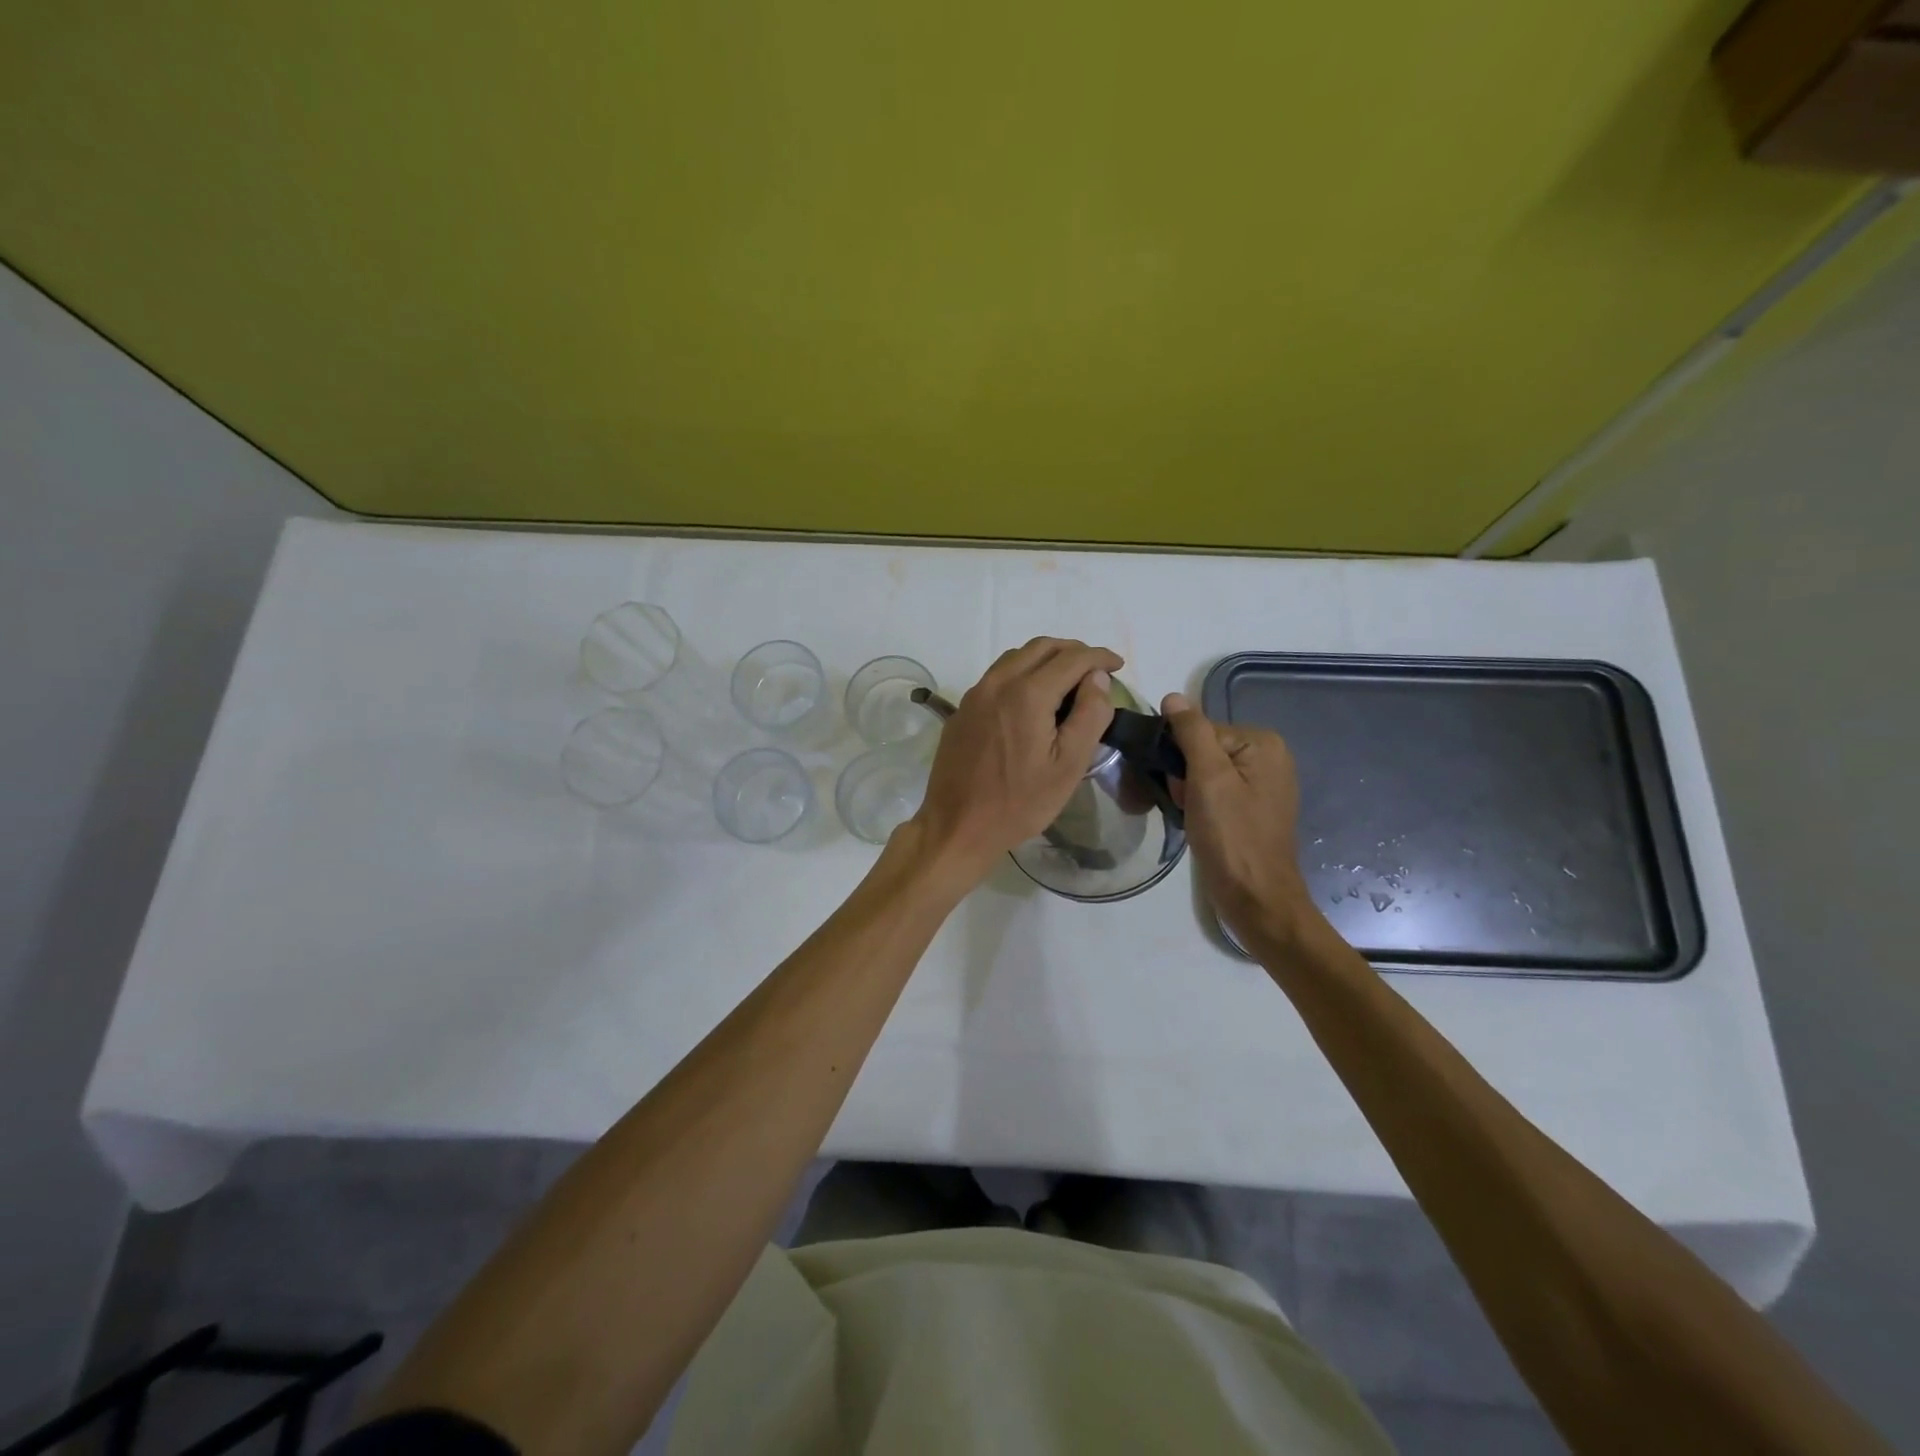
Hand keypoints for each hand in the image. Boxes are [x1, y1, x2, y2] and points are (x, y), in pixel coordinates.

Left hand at [910, 638, 1123, 882]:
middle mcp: (998, 683)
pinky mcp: (962, 710)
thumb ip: (1089, 715)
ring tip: (1067, 680)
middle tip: (1095, 670)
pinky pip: (997, 676)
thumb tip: (1097, 678)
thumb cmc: (1019, 803)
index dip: (1099, 657)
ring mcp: (975, 695)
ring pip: (1016, 657)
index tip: (1118, 665)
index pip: (1071, 658)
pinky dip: (1022, 672)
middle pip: (1041, 647)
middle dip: (1073, 651)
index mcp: (1027, 694)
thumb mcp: (1068, 766)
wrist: (957, 826)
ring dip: (1046, 658)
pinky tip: (1032, 698)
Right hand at [1161, 693, 1315, 947]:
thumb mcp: (1207, 778)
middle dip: (1184, 776)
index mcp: (1263, 743)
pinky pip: (1215, 792)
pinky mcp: (1252, 810)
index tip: (1181, 788)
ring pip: (1204, 773)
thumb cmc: (1232, 837)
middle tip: (1187, 807)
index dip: (1181, 757)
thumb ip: (1191, 733)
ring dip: (1188, 793)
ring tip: (1192, 819)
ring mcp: (1262, 786)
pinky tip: (1199, 826)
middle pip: (1203, 750)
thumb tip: (1173, 697)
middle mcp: (1269, 758)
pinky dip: (1200, 806)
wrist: (1256, 899)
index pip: (1201, 731)